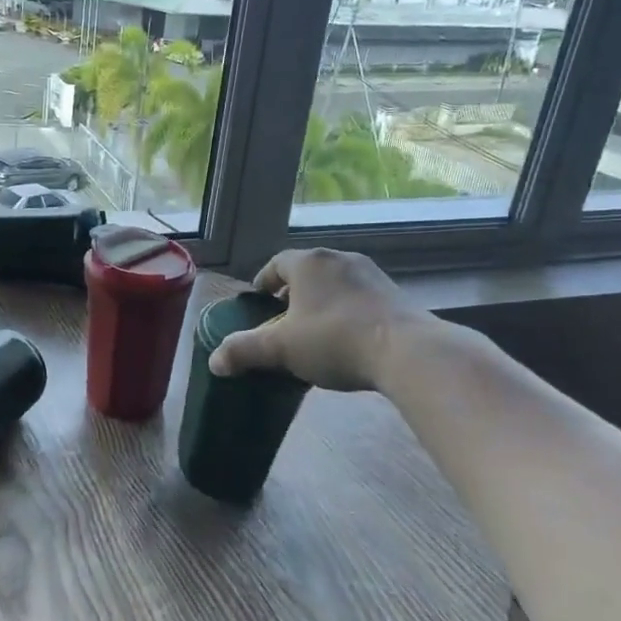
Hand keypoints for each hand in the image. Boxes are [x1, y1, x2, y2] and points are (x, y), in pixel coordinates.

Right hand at [208, 247, 430, 390]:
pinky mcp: (395, 294)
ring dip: (321, 301)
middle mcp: (339, 258)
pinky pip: (360, 297)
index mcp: (308, 262)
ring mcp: (371, 274)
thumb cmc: (334, 340)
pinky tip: (347, 338)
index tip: (258, 302)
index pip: (276, 264)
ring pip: (335, 283)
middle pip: (306, 271)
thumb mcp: (281, 349)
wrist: (407, 352)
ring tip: (314, 331)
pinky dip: (347, 311)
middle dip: (292, 293)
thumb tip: (214, 361)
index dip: (263, 283)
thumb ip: (244, 350)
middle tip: (282, 319)